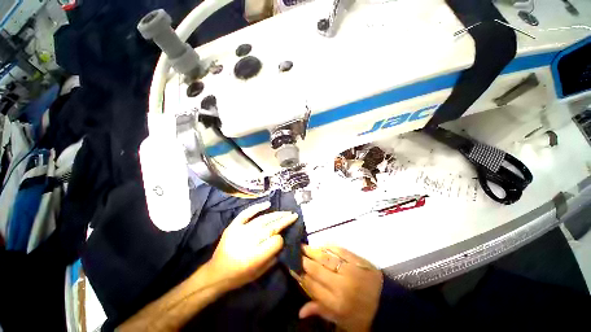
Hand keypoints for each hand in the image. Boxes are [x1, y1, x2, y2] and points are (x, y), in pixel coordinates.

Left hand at [206, 201, 297, 291]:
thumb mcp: (260, 273)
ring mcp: (240, 231)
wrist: (216, 273)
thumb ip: (273, 256)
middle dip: (284, 220)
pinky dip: (257, 207)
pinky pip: (246, 213)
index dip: (281, 239)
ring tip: (285, 212)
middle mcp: (248, 242)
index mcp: (255, 257)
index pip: (275, 241)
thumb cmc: (240, 276)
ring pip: (262, 219)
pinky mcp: (233, 226)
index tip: (284, 238)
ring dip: (276, 214)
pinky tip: (267, 204)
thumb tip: (282, 239)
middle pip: (271, 227)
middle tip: (293, 215)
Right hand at [292, 245, 382, 331]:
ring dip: (313, 251)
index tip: (293, 268)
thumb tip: (300, 311)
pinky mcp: (358, 261)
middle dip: (304, 261)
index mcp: (336, 303)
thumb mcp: (340, 320)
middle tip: (296, 253)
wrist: (387, 304)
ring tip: (304, 246)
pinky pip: (340, 250)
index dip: (301, 276)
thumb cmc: (361, 315)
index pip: (312, 286)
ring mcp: (350, 271)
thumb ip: (320, 311)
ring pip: (326, 258)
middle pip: (316, 270)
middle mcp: (341, 286)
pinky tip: (322, 245)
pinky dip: (329, 247)